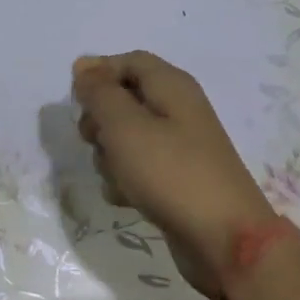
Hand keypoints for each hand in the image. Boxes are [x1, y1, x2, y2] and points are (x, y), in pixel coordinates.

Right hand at [73, 51, 275, 299]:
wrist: (223, 238)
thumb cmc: (170, 172)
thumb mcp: (125, 126)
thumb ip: (100, 93)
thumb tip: (84, 66)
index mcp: (172, 86)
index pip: (129, 61)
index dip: (98, 73)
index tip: (75, 99)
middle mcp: (178, 110)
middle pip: (126, 99)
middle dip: (100, 119)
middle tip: (91, 138)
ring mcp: (179, 147)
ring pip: (127, 138)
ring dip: (109, 154)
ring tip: (115, 174)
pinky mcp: (176, 180)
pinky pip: (139, 168)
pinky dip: (126, 180)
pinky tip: (125, 198)